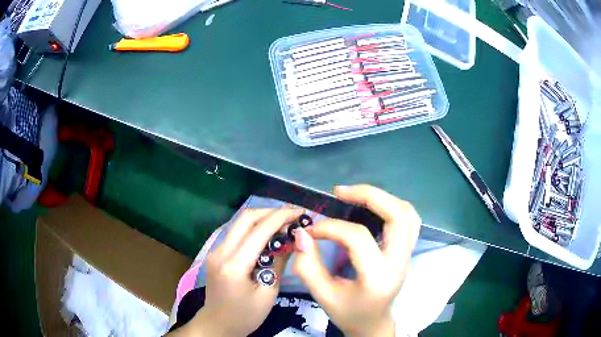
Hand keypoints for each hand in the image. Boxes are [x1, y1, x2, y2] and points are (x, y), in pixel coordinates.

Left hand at [169, 208, 302, 336]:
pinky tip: (268, 236)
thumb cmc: (245, 316)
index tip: (300, 212)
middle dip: (271, 212)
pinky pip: (236, 234)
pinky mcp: (216, 254)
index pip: (259, 230)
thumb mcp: (268, 294)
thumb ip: (278, 263)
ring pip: (240, 223)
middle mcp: (220, 252)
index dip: (281, 217)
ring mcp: (215, 251)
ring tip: (284, 223)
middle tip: (292, 215)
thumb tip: (291, 240)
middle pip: (245, 218)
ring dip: (262, 219)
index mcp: (234, 265)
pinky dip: (254, 229)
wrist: (217, 324)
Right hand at [292, 185, 421, 336]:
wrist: (373, 323)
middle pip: (396, 215)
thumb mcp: (323, 295)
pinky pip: (410, 219)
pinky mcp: (408, 251)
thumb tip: (302, 234)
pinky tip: (373, 207)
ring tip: (355, 196)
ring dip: (382, 198)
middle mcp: (399, 261)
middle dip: (368, 195)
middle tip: (339, 192)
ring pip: (407, 213)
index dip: (330, 227)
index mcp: (378, 277)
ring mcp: (408, 254)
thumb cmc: (348, 313)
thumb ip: (308, 265)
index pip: (358, 238)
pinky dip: (393, 206)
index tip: (311, 230)